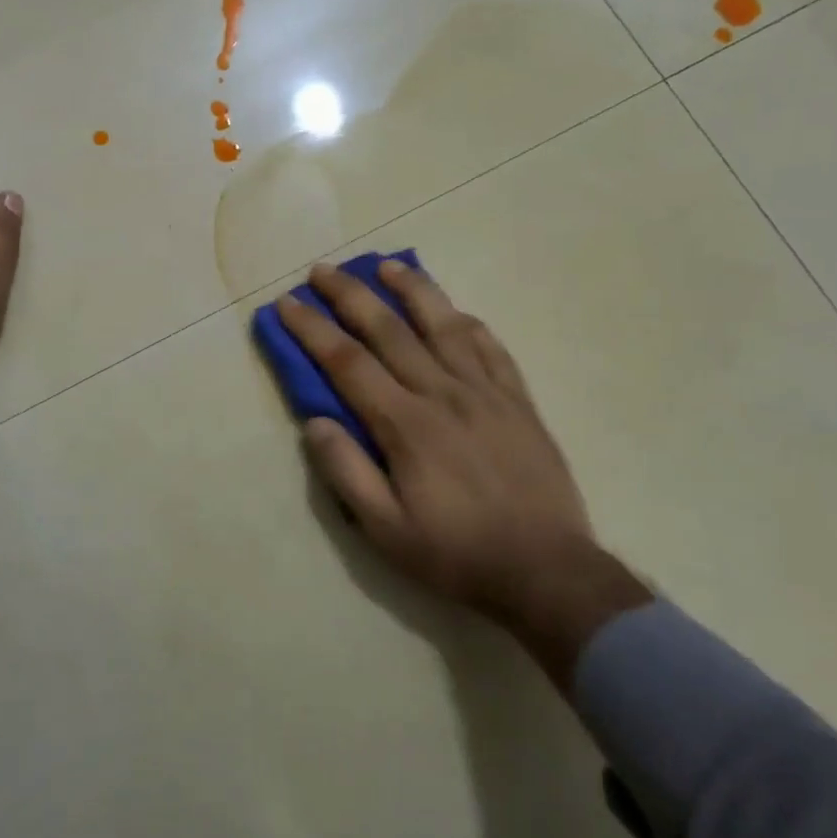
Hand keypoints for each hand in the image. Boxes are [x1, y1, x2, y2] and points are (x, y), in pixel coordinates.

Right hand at [277, 258, 590, 611]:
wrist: (548, 572)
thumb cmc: (457, 554)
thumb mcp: (386, 531)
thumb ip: (346, 472)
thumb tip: (314, 421)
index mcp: (406, 425)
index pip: (347, 362)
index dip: (313, 328)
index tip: (288, 303)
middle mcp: (443, 394)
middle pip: (389, 330)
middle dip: (350, 295)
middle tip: (322, 269)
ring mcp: (485, 392)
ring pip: (443, 324)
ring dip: (411, 290)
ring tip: (386, 265)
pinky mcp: (518, 400)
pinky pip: (491, 347)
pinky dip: (467, 322)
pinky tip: (453, 310)